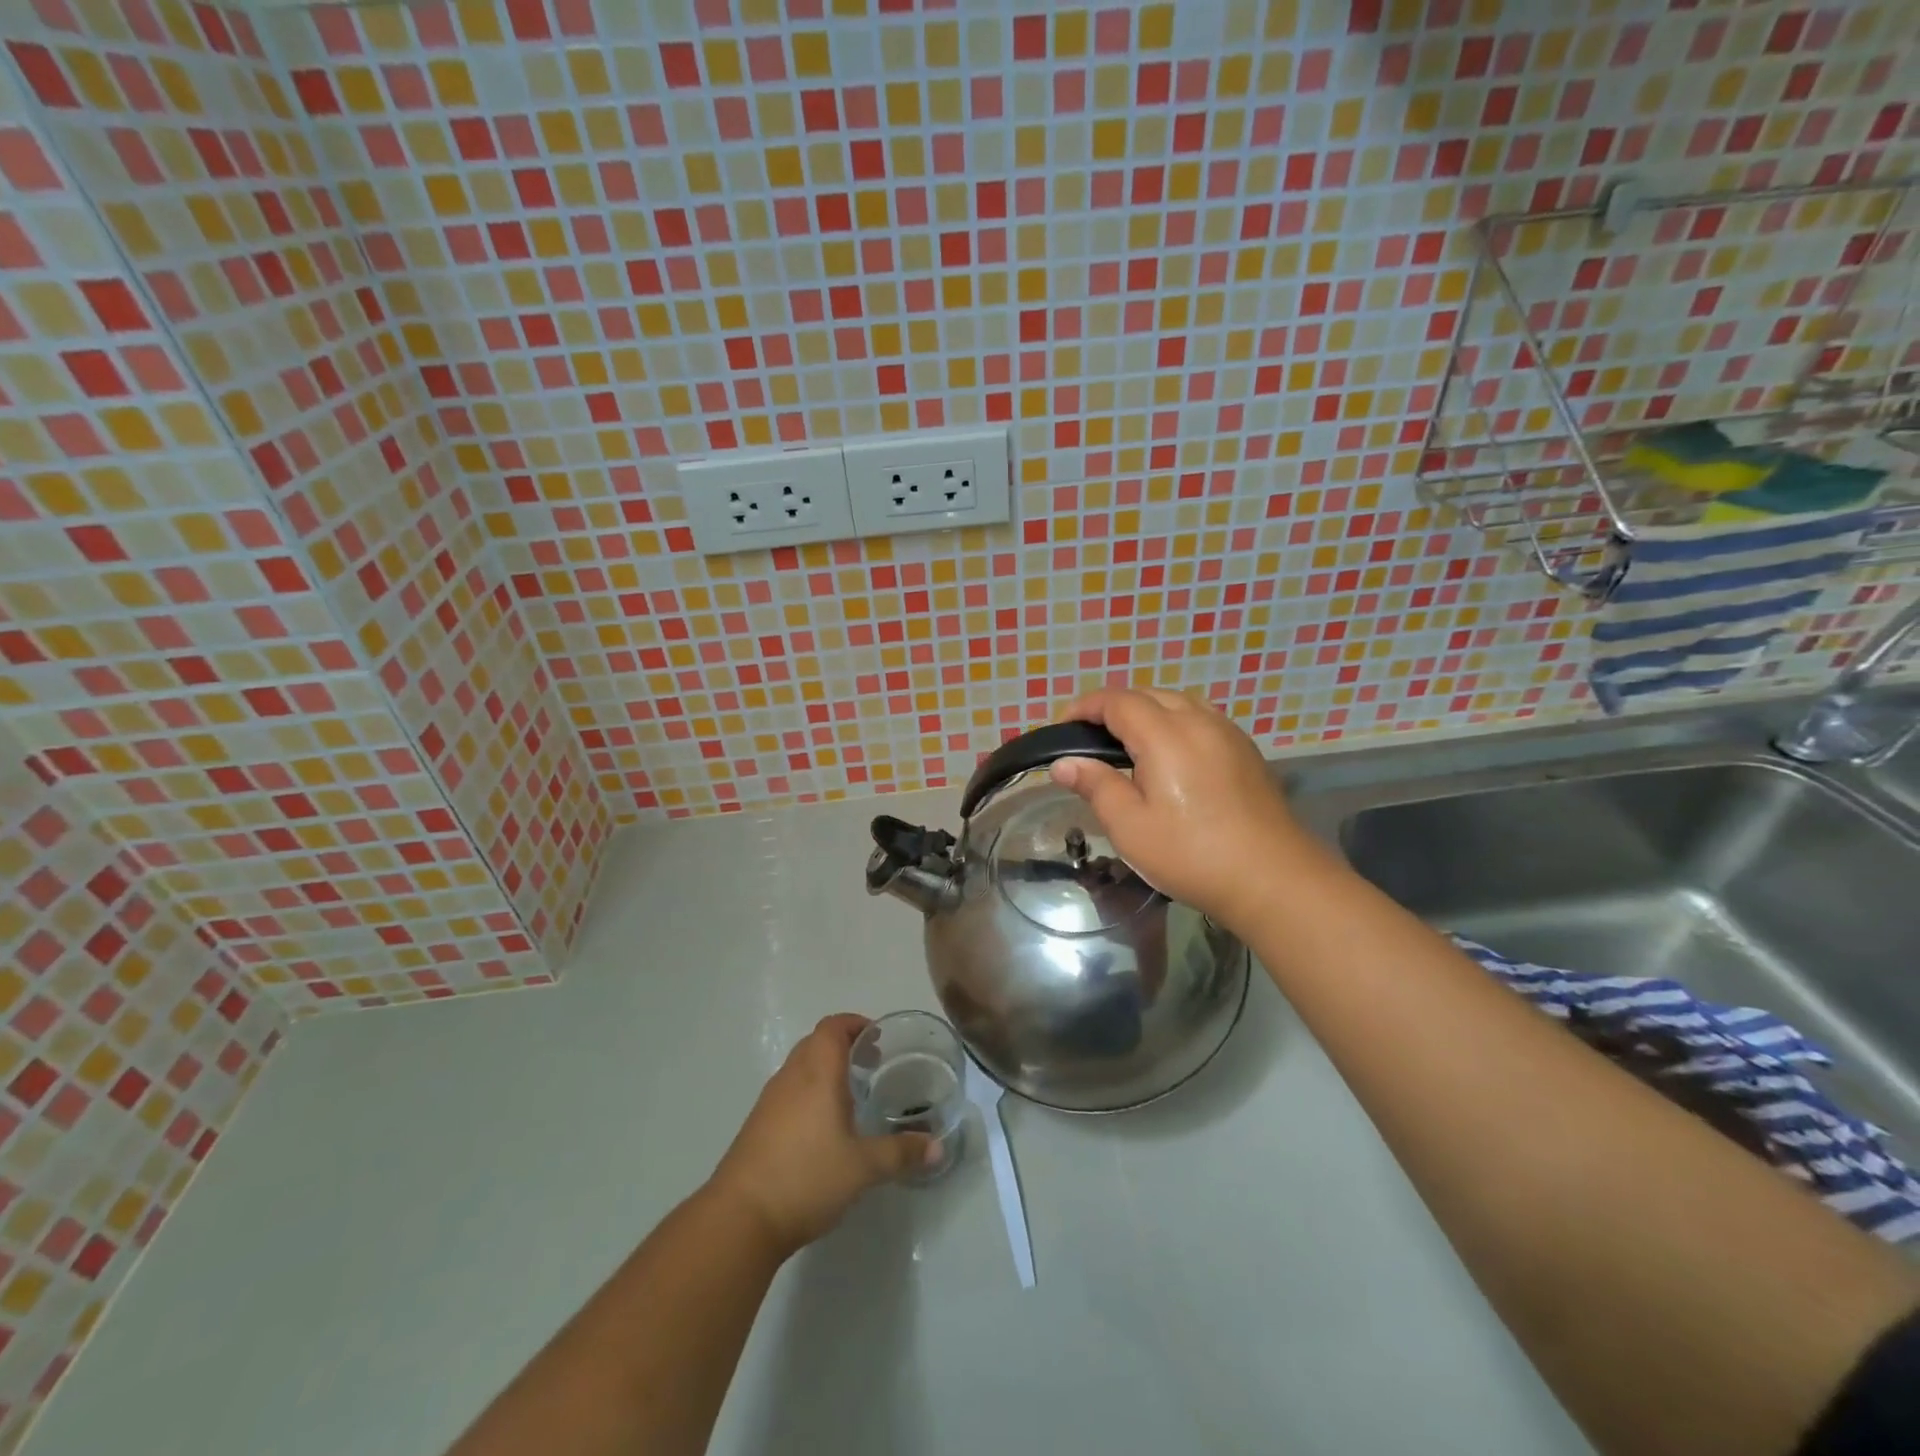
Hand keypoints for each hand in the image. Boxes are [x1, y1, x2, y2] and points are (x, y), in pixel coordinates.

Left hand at [706, 1014, 932, 1258]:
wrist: (740, 1218)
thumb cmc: (806, 1177)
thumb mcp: (863, 1167)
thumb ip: (901, 1153)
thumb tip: (937, 1148)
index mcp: (817, 1073)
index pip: (833, 1027)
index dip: (855, 1024)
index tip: (878, 1039)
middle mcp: (791, 1076)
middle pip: (816, 1042)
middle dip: (844, 1045)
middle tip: (872, 1066)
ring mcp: (770, 1100)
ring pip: (800, 1067)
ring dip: (825, 1069)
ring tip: (851, 1096)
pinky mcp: (758, 1125)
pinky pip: (788, 1091)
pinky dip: (809, 1093)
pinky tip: (823, 1127)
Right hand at [1049, 687, 1318, 932]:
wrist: (1273, 878)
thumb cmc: (1192, 855)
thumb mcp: (1130, 828)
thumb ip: (1095, 786)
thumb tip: (1063, 763)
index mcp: (1165, 735)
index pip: (1117, 701)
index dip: (1084, 707)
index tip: (1062, 727)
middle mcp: (1198, 721)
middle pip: (1147, 695)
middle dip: (1112, 707)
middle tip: (1089, 738)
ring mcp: (1227, 733)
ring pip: (1177, 703)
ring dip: (1145, 712)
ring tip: (1126, 743)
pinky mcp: (1245, 749)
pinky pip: (1200, 718)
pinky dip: (1173, 722)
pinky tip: (1169, 755)